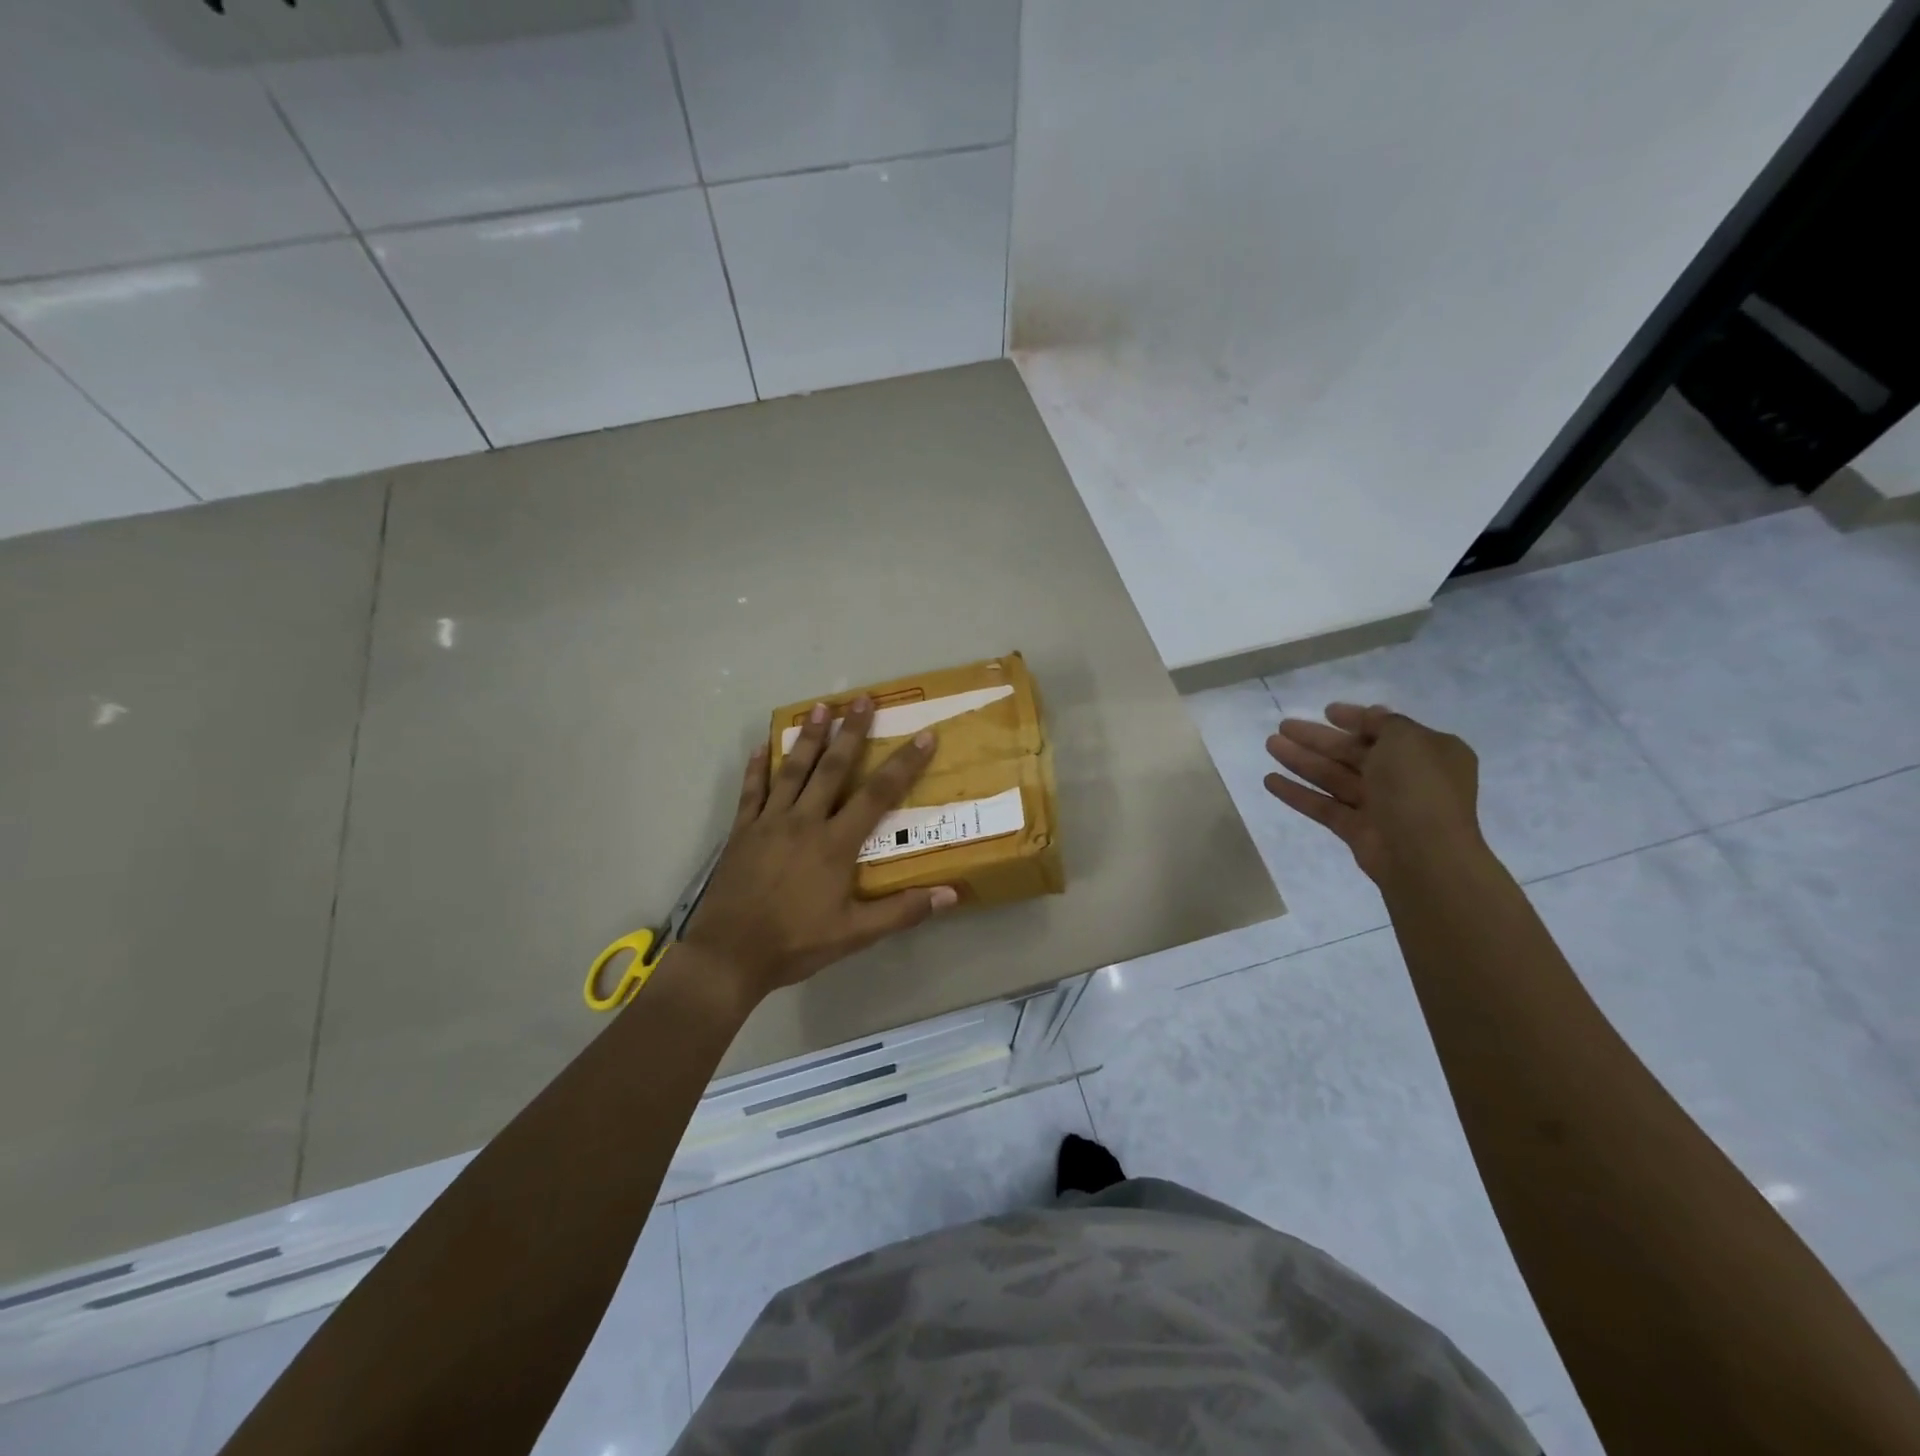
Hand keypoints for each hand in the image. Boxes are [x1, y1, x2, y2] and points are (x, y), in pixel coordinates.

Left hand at [679, 696, 957, 1002]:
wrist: (729, 955)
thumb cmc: (796, 943)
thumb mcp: (856, 935)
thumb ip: (903, 911)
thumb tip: (952, 895)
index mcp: (835, 844)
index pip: (878, 795)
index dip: (903, 764)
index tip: (924, 735)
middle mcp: (804, 822)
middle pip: (832, 768)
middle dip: (851, 731)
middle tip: (862, 698)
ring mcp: (768, 823)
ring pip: (791, 770)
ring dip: (807, 737)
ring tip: (819, 707)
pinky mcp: (741, 832)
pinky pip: (750, 792)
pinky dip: (756, 768)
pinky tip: (760, 747)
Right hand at [1262, 702, 1482, 884]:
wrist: (1423, 854)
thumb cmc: (1418, 786)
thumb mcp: (1407, 739)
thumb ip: (1384, 723)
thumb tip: (1371, 714)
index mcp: (1426, 752)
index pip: (1385, 729)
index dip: (1355, 718)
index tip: (1326, 711)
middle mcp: (1404, 777)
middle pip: (1352, 752)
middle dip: (1317, 738)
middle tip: (1283, 726)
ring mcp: (1379, 805)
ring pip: (1333, 776)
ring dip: (1301, 760)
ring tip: (1270, 745)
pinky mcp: (1356, 829)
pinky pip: (1323, 805)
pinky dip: (1297, 793)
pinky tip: (1269, 780)